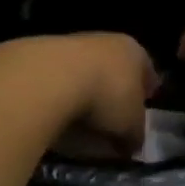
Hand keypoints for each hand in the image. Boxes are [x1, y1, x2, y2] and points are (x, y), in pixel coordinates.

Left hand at [0, 33, 156, 150]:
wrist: (48, 79)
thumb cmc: (105, 98)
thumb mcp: (131, 127)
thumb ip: (135, 135)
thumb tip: (131, 144)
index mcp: (133, 51)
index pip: (146, 70)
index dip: (146, 92)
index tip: (143, 109)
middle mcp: (104, 41)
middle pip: (114, 68)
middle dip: (114, 91)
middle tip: (113, 118)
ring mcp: (68, 44)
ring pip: (82, 71)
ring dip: (83, 92)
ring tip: (80, 123)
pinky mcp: (38, 55)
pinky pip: (56, 81)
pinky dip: (58, 96)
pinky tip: (55, 116)